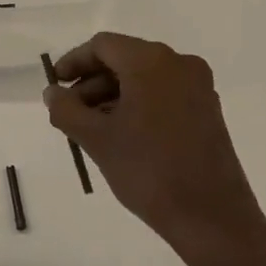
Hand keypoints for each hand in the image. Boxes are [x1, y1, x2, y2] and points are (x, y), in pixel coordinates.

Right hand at [44, 33, 265, 265]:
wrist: (212, 219)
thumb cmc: (148, 171)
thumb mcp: (96, 139)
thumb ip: (66, 109)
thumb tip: (53, 93)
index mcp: (151, 62)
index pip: (102, 46)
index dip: (73, 62)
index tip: (55, 86)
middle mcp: (179, 64)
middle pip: (124, 59)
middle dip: (92, 82)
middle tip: (69, 112)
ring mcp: (198, 87)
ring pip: (143, 78)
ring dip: (112, 95)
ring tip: (91, 129)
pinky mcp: (207, 110)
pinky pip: (163, 93)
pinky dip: (137, 104)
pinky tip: (121, 134)